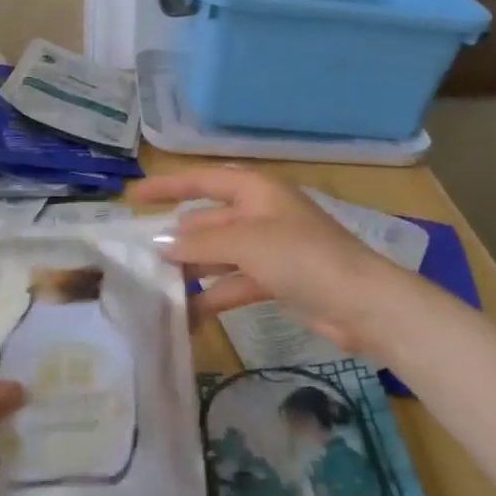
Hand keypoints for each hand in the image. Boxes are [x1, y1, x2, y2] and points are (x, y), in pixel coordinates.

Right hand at [128, 167, 403, 353]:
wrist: (361, 303)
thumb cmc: (302, 256)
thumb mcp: (246, 242)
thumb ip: (200, 241)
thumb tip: (159, 244)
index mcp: (256, 191)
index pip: (202, 181)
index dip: (167, 186)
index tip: (134, 196)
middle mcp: (259, 213)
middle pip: (208, 221)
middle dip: (177, 238)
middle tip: (138, 258)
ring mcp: (268, 248)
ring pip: (218, 254)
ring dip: (192, 270)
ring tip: (156, 290)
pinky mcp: (275, 280)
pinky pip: (233, 283)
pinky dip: (212, 295)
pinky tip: (187, 314)